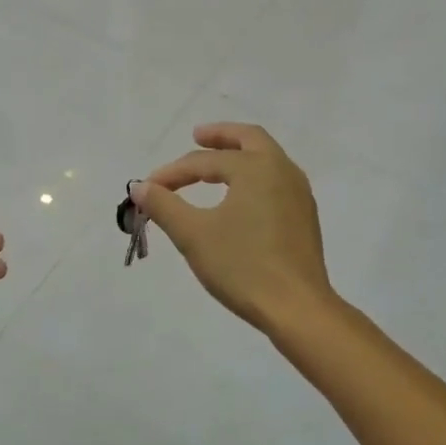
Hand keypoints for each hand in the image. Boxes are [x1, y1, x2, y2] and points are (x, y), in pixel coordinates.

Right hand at [136, 123, 333, 334]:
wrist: (296, 308)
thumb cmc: (243, 266)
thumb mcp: (194, 235)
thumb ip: (165, 207)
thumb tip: (140, 187)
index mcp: (257, 168)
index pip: (205, 162)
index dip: (173, 173)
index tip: (148, 189)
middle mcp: (283, 171)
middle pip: (250, 140)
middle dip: (220, 136)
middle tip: (196, 137)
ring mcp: (299, 195)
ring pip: (267, 160)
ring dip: (240, 156)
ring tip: (216, 166)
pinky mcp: (304, 219)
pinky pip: (276, 183)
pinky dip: (254, 177)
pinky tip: (241, 198)